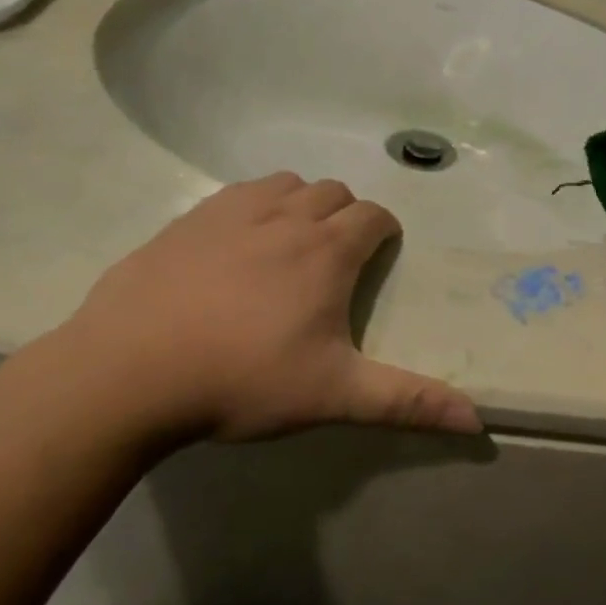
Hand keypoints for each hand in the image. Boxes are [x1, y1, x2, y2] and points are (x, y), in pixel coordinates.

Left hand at [55, 173, 480, 443]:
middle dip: (345, 216)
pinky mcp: (186, 221)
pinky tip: (234, 245)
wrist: (128, 372)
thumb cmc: (242, 380)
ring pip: (284, 184)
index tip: (380, 255)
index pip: (373, 216)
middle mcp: (285, 217)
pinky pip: (235, 195)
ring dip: (299, 203)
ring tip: (289, 245)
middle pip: (332, 192)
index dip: (384, 231)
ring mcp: (231, 213)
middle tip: (335, 259)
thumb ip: (407, 402)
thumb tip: (478, 420)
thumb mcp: (333, 396)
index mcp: (326, 251)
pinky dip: (252, 207)